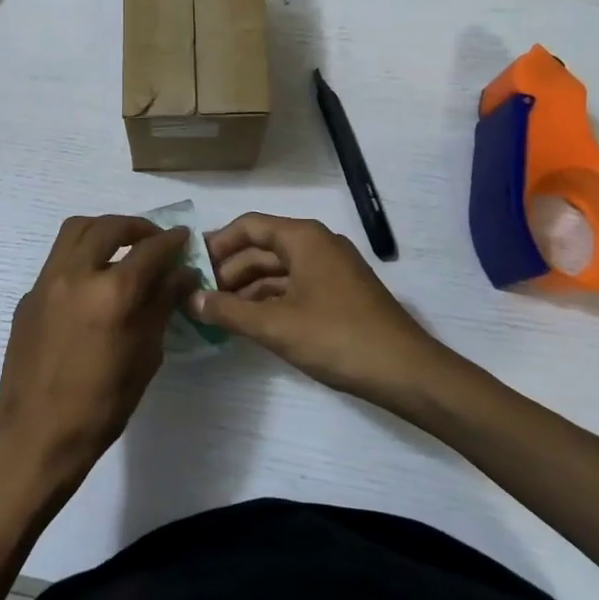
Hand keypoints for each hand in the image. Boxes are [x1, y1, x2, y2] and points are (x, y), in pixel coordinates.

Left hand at [0, 215, 199, 493]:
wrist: (37, 432)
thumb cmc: (101, 404)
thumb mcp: (145, 356)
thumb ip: (161, 306)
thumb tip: (180, 274)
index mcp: (112, 293)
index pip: (150, 250)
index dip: (172, 241)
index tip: (183, 239)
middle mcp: (76, 274)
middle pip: (108, 226)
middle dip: (137, 227)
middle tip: (153, 240)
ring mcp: (46, 281)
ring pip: (75, 231)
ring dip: (103, 230)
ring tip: (121, 248)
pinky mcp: (28, 295)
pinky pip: (58, 259)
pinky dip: (80, 256)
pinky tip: (92, 283)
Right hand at [193, 212, 467, 409]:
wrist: (407, 373)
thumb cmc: (338, 338)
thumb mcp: (275, 326)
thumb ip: (228, 311)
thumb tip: (191, 299)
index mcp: (304, 238)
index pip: (248, 226)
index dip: (216, 243)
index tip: (191, 266)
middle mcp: (317, 245)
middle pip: (261, 248)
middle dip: (228, 270)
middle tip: (198, 295)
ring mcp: (330, 270)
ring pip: (277, 271)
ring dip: (246, 289)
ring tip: (217, 313)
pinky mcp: (339, 295)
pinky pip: (293, 288)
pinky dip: (268, 301)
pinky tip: (249, 324)